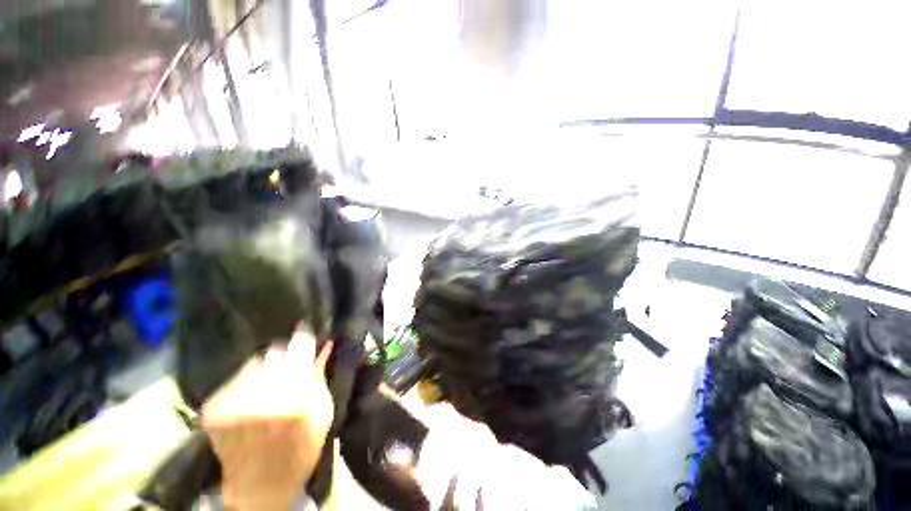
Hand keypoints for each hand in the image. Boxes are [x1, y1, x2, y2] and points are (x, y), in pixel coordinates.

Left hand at [202, 331, 333, 510]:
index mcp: (295, 400)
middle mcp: (262, 398)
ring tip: (270, 384)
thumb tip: (325, 346)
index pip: (299, 349)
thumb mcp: (324, 413)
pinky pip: (236, 378)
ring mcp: (233, 403)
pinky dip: (247, 381)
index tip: (305, 327)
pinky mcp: (214, 409)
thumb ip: (321, 376)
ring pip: (255, 362)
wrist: (259, 487)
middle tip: (289, 368)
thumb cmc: (301, 450)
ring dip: (266, 368)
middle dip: (285, 356)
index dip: (303, 335)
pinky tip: (252, 396)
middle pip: (275, 352)